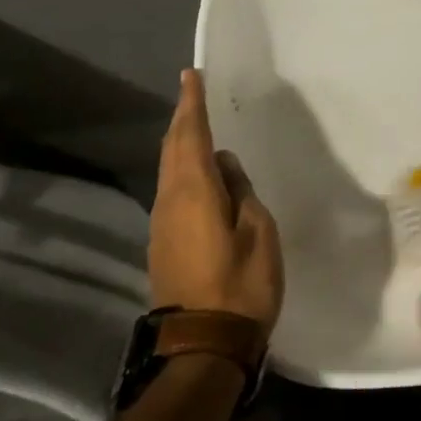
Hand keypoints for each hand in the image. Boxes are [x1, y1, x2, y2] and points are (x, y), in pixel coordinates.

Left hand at [148, 71, 282, 328]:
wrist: (203, 345)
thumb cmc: (241, 284)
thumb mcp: (258, 231)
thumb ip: (241, 192)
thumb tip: (225, 167)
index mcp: (194, 193)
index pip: (191, 136)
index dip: (192, 104)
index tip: (191, 76)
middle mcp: (170, 201)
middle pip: (172, 149)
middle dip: (182, 119)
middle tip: (193, 93)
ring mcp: (162, 224)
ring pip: (169, 170)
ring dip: (181, 143)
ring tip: (197, 125)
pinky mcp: (164, 242)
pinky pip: (172, 190)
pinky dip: (183, 168)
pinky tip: (200, 172)